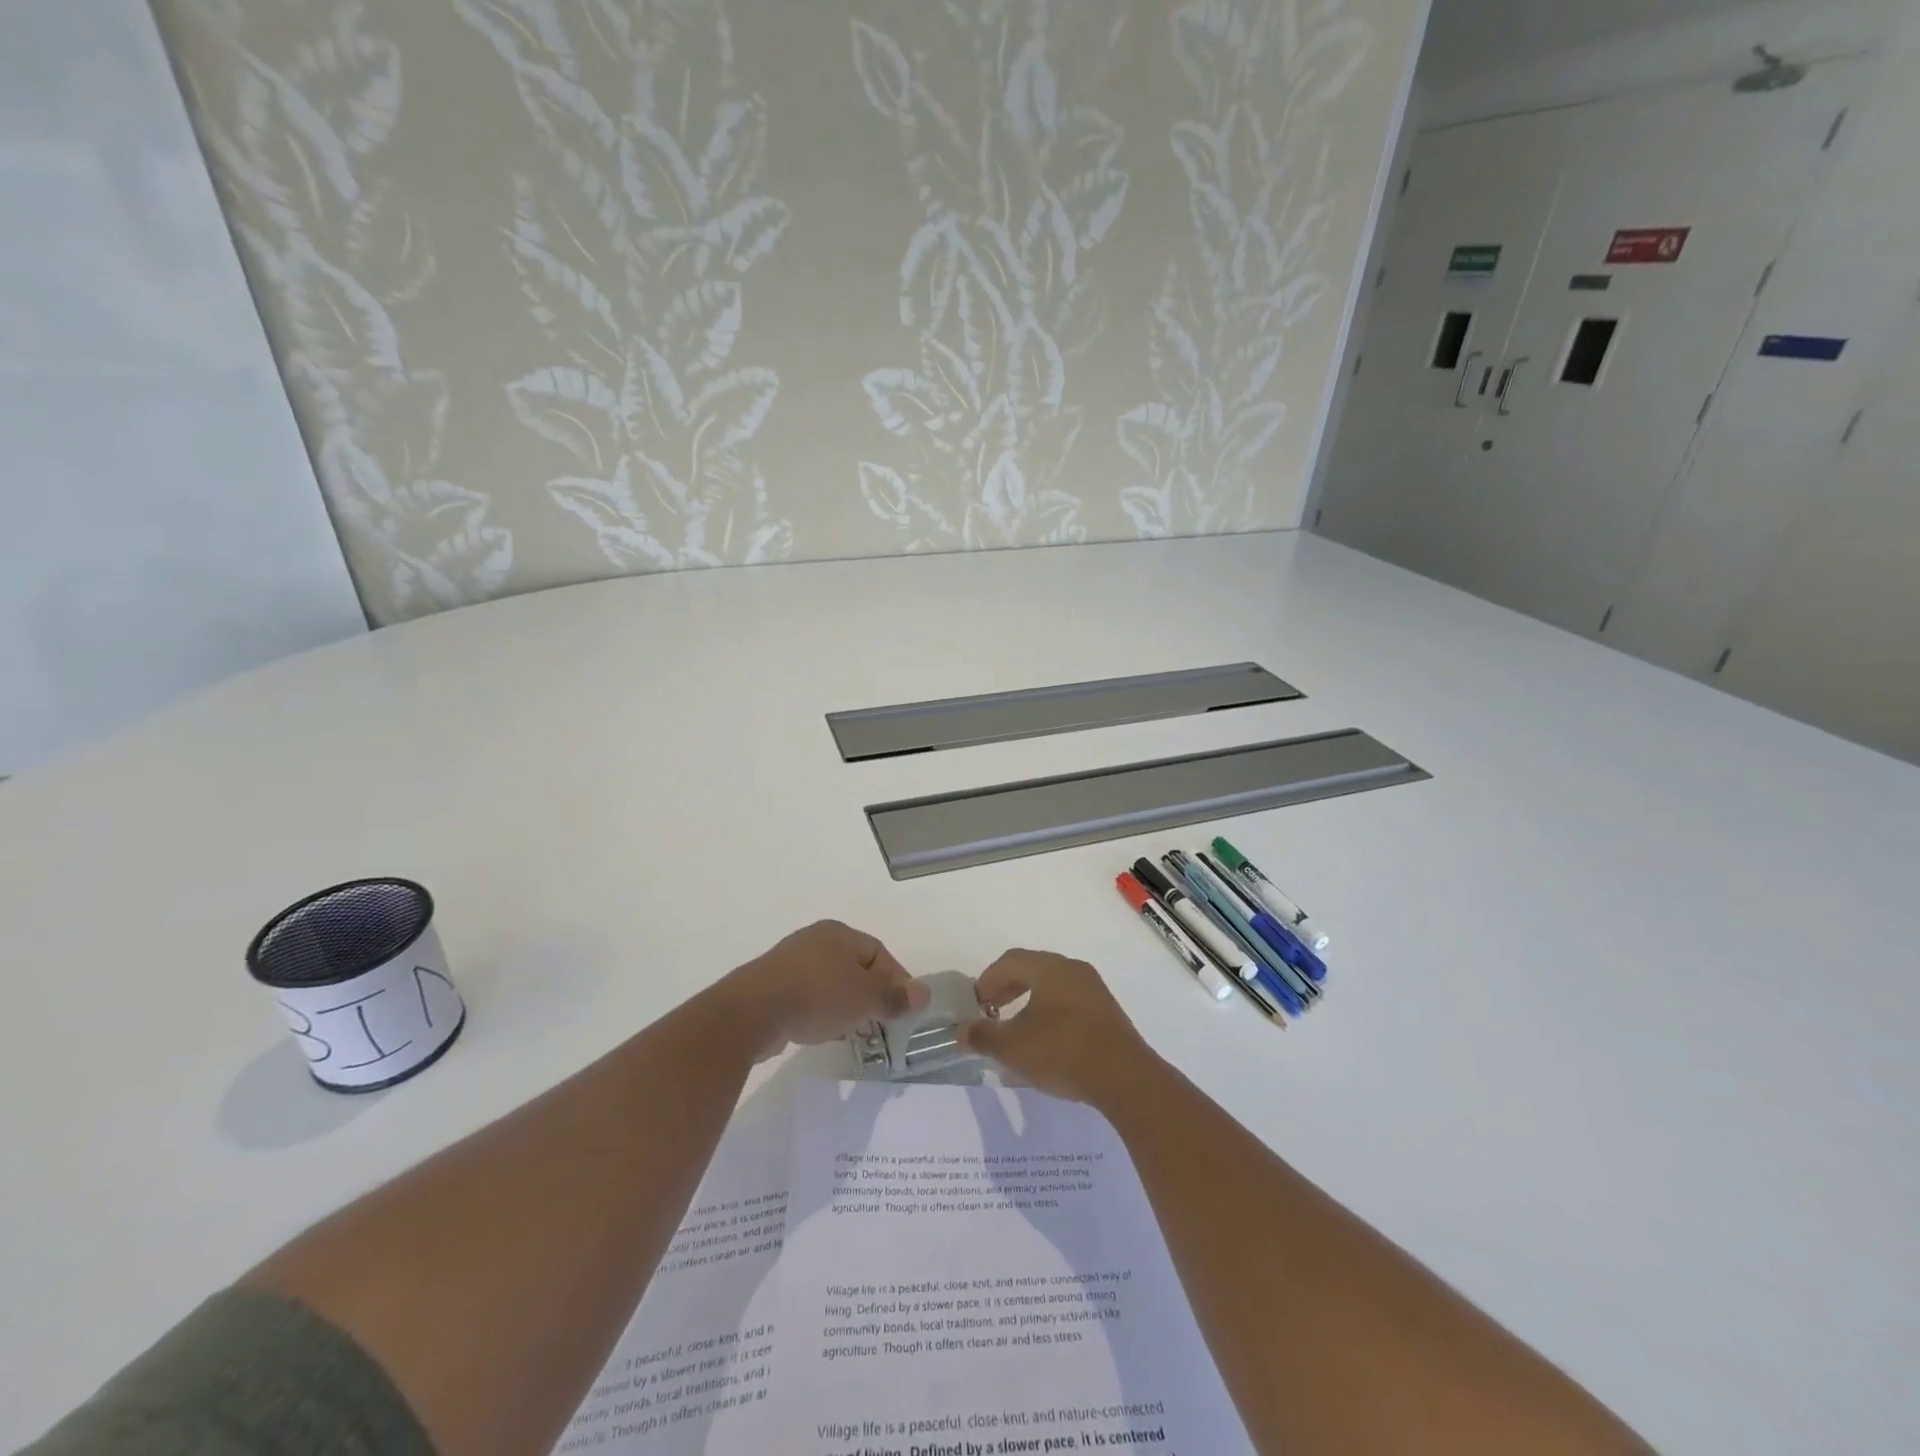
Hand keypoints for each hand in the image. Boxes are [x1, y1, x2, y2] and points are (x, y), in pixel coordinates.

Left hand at [722, 920, 928, 1058]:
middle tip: (881, 1021)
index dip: (896, 979)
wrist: (752, 1013)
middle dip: (870, 993)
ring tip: (852, 1030)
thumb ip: (895, 997)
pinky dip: (819, 1010)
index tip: (904, 1008)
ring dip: (844, 1003)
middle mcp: (814, 940)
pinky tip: (819, 1030)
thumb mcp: (865, 999)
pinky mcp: (770, 985)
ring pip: (829, 981)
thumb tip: (924, 993)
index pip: (879, 952)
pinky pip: (806, 995)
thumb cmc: (817, 996)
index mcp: (839, 933)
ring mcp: (788, 962)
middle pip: (854, 966)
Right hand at [959, 950, 1157, 1104]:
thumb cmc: (1062, 1052)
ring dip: (1029, 999)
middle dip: (1008, 987)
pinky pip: (1070, 1000)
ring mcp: (1094, 989)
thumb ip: (983, 1036)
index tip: (976, 1003)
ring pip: (1053, 984)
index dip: (988, 979)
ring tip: (1016, 1026)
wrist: (1124, 1077)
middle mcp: (1073, 970)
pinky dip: (1050, 1010)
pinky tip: (1046, 1038)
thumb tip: (961, 1030)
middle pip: (1033, 968)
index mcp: (1050, 968)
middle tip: (991, 1011)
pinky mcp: (1107, 1012)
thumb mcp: (1013, 1047)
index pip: (1010, 960)